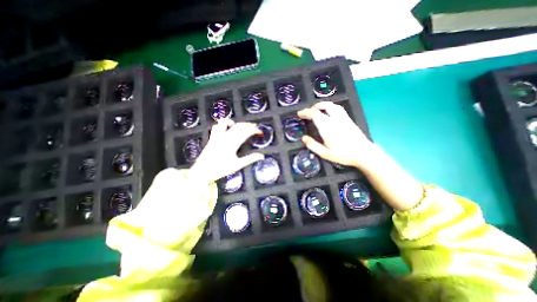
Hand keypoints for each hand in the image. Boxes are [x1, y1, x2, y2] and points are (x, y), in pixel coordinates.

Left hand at [189, 119, 263, 184]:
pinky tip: (225, 130)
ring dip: (233, 123)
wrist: (202, 171)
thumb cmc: (220, 169)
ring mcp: (218, 136)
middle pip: (239, 125)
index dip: (255, 130)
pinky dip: (222, 126)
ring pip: (225, 122)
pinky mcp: (212, 137)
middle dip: (247, 125)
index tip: (260, 132)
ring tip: (238, 128)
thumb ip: (250, 159)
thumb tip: (261, 156)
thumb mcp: (237, 165)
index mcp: (233, 143)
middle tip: (252, 129)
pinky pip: (216, 126)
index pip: (247, 132)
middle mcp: (226, 136)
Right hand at [295, 101, 373, 167]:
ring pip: (331, 105)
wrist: (364, 153)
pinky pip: (337, 108)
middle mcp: (335, 120)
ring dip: (321, 105)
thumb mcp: (325, 154)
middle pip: (323, 107)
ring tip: (316, 110)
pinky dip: (329, 107)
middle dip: (312, 107)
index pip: (315, 114)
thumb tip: (303, 138)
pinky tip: (328, 112)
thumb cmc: (343, 155)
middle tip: (307, 112)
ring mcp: (343, 118)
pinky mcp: (348, 119)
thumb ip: (313, 145)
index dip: (306, 112)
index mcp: (327, 127)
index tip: (300, 114)